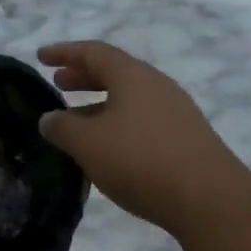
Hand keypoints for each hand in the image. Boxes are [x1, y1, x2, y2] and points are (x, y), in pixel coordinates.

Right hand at [37, 41, 250, 235]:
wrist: (209, 199)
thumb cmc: (140, 160)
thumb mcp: (88, 143)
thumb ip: (62, 127)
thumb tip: (49, 119)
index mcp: (133, 76)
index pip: (93, 52)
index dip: (64, 52)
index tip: (41, 56)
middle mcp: (157, 85)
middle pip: (115, 72)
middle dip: (83, 76)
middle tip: (58, 84)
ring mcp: (175, 111)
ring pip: (129, 98)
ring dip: (100, 103)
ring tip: (76, 119)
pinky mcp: (185, 138)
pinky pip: (143, 119)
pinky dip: (118, 122)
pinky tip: (108, 147)